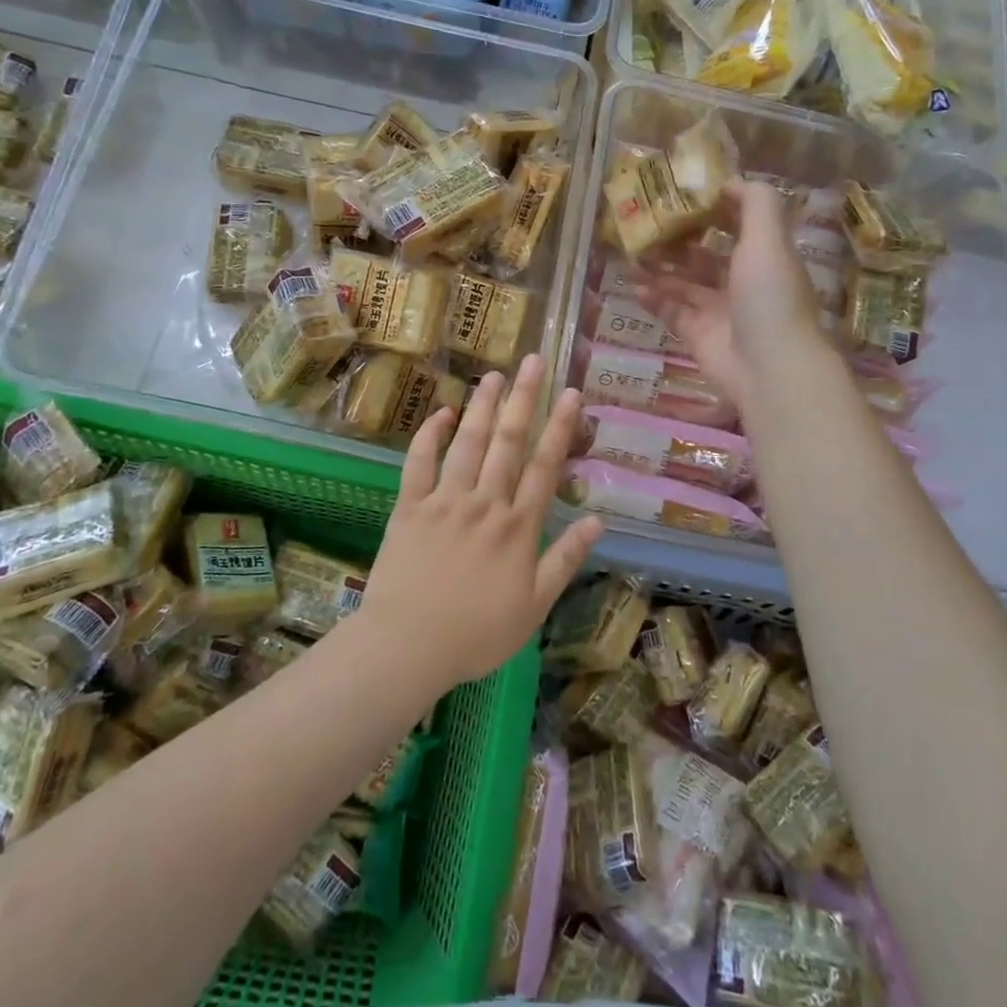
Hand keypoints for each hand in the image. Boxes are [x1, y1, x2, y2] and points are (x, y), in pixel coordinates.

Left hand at [360, 355, 602, 690]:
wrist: (408, 646)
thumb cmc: (477, 633)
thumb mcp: (534, 606)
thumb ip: (565, 559)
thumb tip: (597, 520)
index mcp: (517, 527)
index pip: (544, 466)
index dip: (560, 427)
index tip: (571, 393)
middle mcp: (484, 503)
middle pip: (508, 443)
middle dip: (523, 399)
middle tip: (532, 361)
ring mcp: (445, 501)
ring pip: (467, 443)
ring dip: (482, 407)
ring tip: (494, 374)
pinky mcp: (410, 506)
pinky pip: (419, 463)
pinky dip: (429, 435)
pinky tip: (441, 412)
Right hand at [639, 180, 826, 415]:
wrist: (768, 367)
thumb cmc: (769, 296)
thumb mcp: (769, 239)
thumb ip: (755, 203)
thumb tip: (729, 181)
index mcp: (763, 257)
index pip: (738, 225)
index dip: (713, 209)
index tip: (682, 195)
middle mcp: (741, 282)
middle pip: (704, 255)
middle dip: (677, 240)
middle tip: (645, 225)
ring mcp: (718, 311)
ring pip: (683, 283)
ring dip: (658, 268)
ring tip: (630, 254)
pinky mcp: (697, 335)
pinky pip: (670, 311)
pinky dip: (653, 299)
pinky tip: (634, 287)